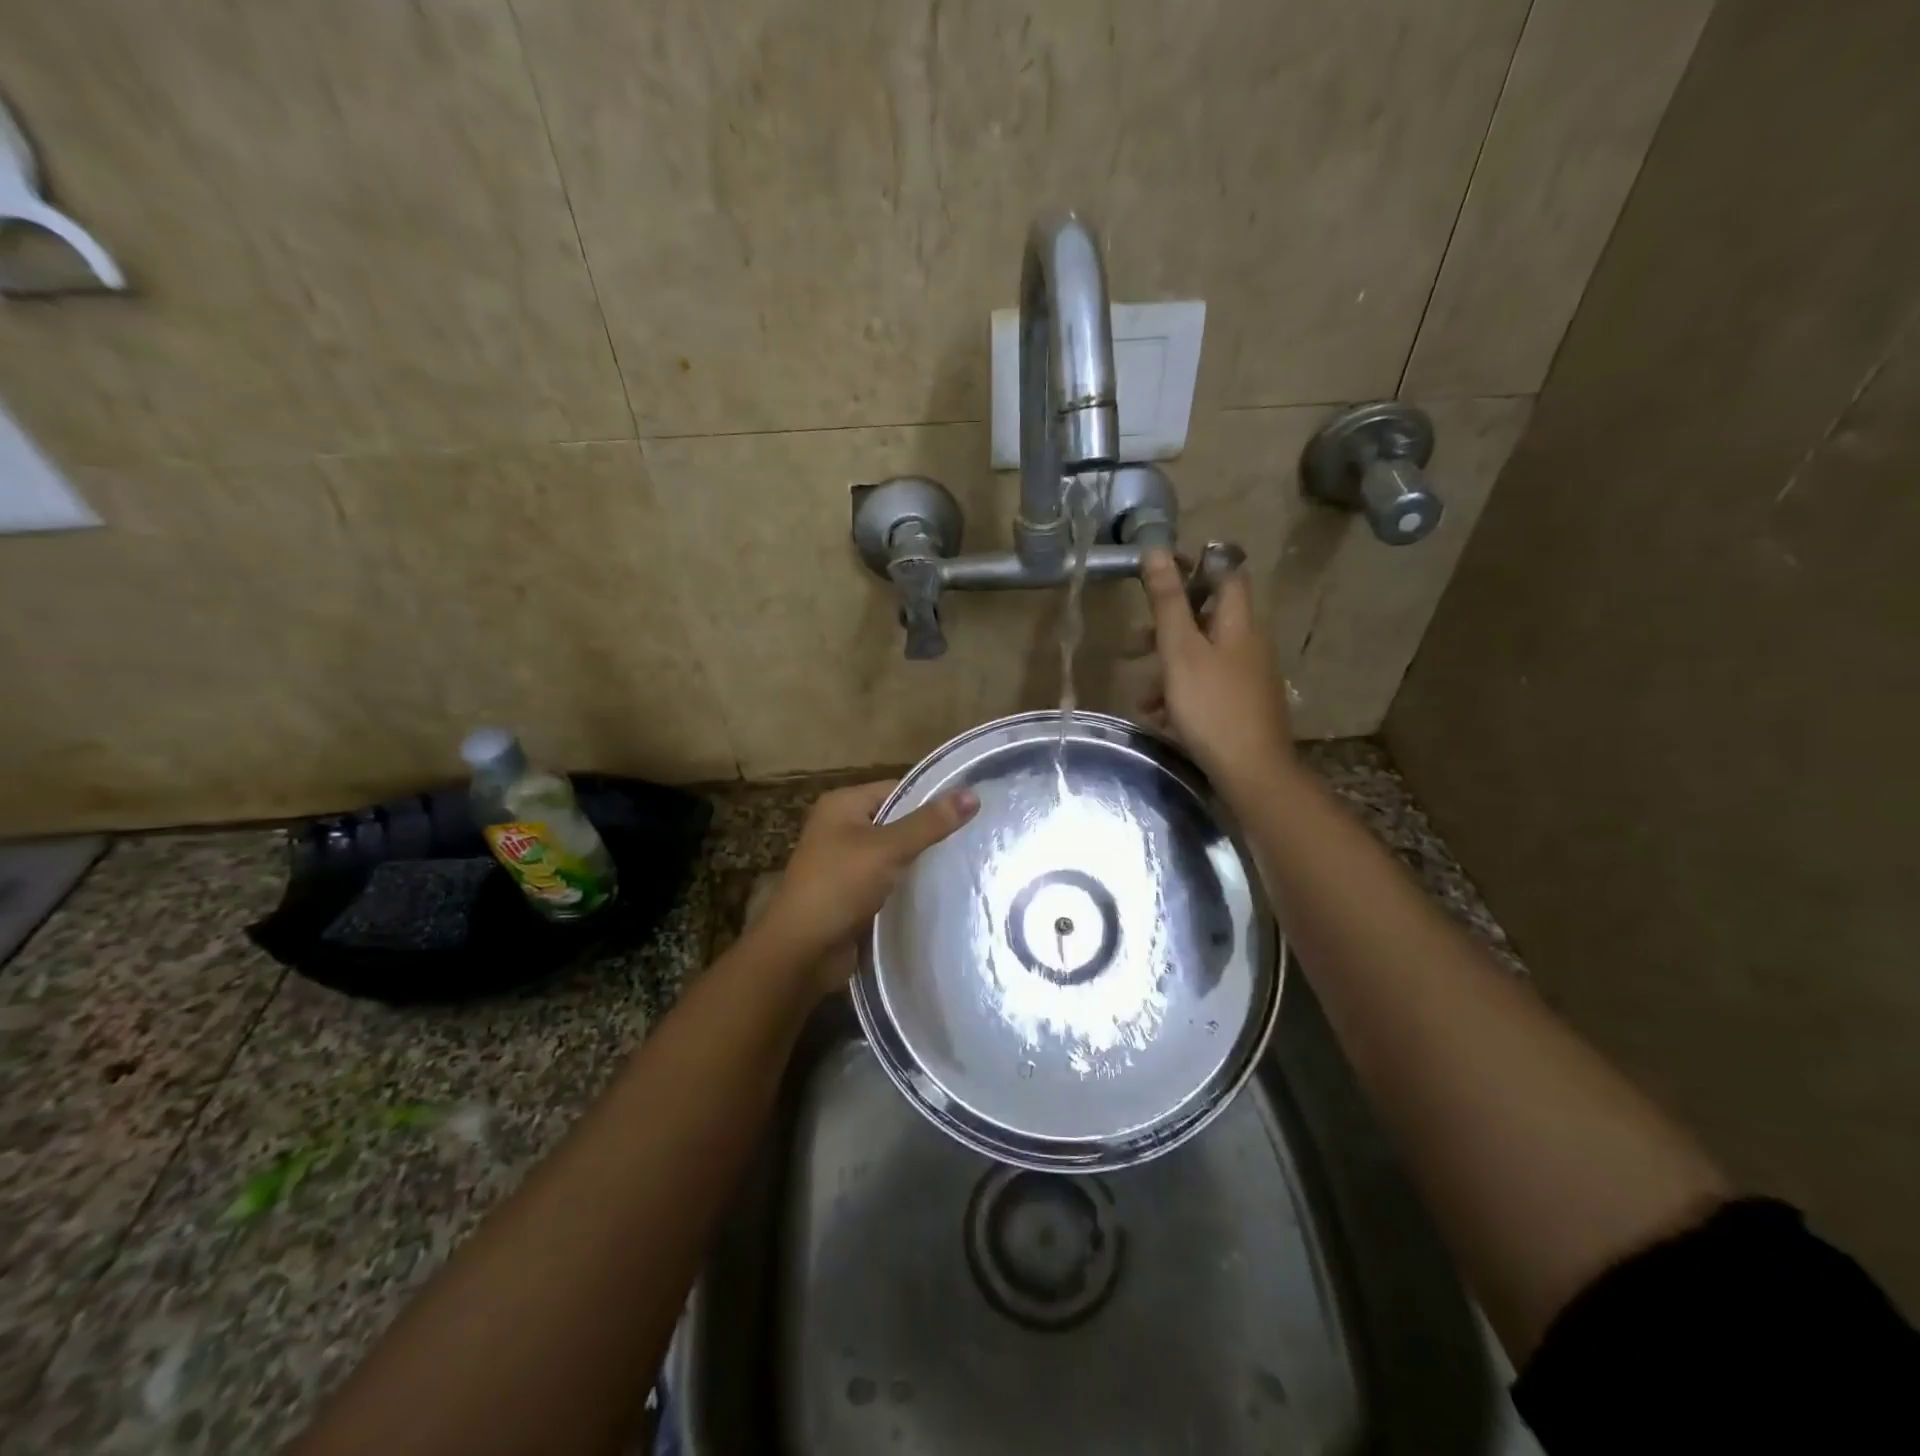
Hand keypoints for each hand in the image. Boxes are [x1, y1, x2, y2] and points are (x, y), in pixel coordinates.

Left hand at [759, 779, 979, 988]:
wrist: (802, 951)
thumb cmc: (839, 885)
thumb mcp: (887, 848)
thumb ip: (930, 823)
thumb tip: (973, 795)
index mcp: (842, 804)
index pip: (897, 789)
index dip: (932, 797)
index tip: (972, 807)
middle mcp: (841, 828)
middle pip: (897, 821)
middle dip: (930, 831)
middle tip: (976, 836)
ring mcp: (845, 863)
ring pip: (894, 854)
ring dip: (921, 861)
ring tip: (967, 861)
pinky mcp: (853, 894)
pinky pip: (888, 880)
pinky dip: (909, 884)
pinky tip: (941, 890)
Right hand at [1139, 549, 1296, 790]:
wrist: (1252, 772)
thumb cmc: (1212, 706)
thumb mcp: (1180, 651)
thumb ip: (1167, 603)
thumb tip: (1157, 550)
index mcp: (1238, 623)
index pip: (1224, 575)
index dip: (1193, 567)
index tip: (1157, 573)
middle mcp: (1248, 644)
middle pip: (1204, 621)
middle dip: (1165, 631)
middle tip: (1133, 644)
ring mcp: (1247, 678)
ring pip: (1200, 659)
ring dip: (1166, 672)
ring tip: (1141, 698)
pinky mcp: (1242, 706)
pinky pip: (1206, 688)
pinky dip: (1180, 696)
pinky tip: (1161, 719)